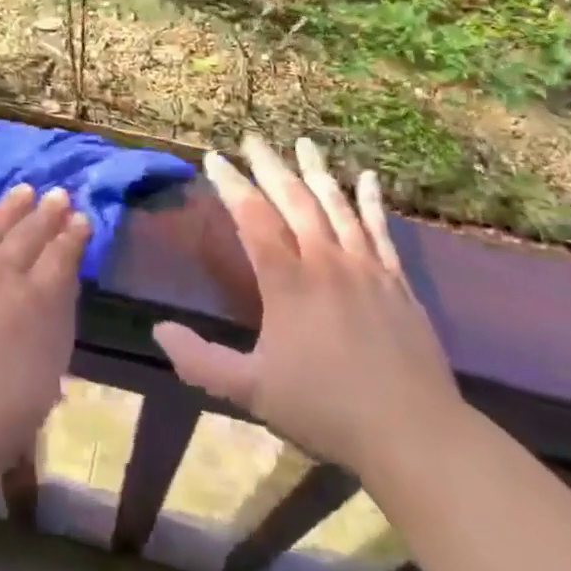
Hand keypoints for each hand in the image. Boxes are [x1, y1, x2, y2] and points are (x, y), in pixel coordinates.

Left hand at [0, 185, 89, 503]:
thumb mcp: (44, 382)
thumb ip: (55, 328)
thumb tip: (60, 291)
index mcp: (39, 303)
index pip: (63, 257)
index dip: (74, 236)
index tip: (83, 218)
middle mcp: (4, 274)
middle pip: (30, 234)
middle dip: (48, 212)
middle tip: (59, 194)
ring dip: (11, 206)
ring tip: (25, 189)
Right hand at [151, 135, 465, 478]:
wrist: (412, 432)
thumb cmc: (325, 409)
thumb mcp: (252, 390)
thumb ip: (201, 360)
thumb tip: (158, 329)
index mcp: (287, 281)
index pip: (252, 217)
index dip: (230, 185)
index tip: (213, 159)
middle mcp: (325, 261)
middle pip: (294, 199)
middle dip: (269, 165)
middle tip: (252, 138)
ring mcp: (365, 267)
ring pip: (336, 205)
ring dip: (316, 171)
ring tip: (303, 142)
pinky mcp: (396, 281)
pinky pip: (379, 229)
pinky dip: (370, 200)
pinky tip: (366, 178)